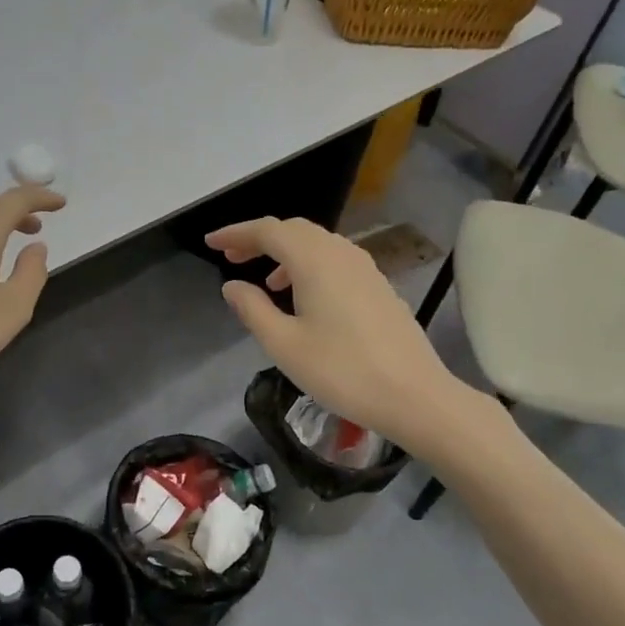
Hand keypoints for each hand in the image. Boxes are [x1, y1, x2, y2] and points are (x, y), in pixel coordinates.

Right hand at [206, 216, 474, 449]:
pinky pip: (335, 260)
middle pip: (294, 230)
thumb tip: (232, 285)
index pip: (268, 231)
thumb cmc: (341, 370)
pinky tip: (304, 298)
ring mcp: (365, 268)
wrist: (414, 395)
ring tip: (266, 282)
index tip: (210, 243)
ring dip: (286, 253)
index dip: (236, 233)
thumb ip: (253, 309)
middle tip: (232, 256)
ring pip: (317, 244)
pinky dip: (309, 265)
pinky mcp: (379, 286)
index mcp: (314, 260)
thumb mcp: (284, 344)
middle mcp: (341, 253)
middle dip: (259, 239)